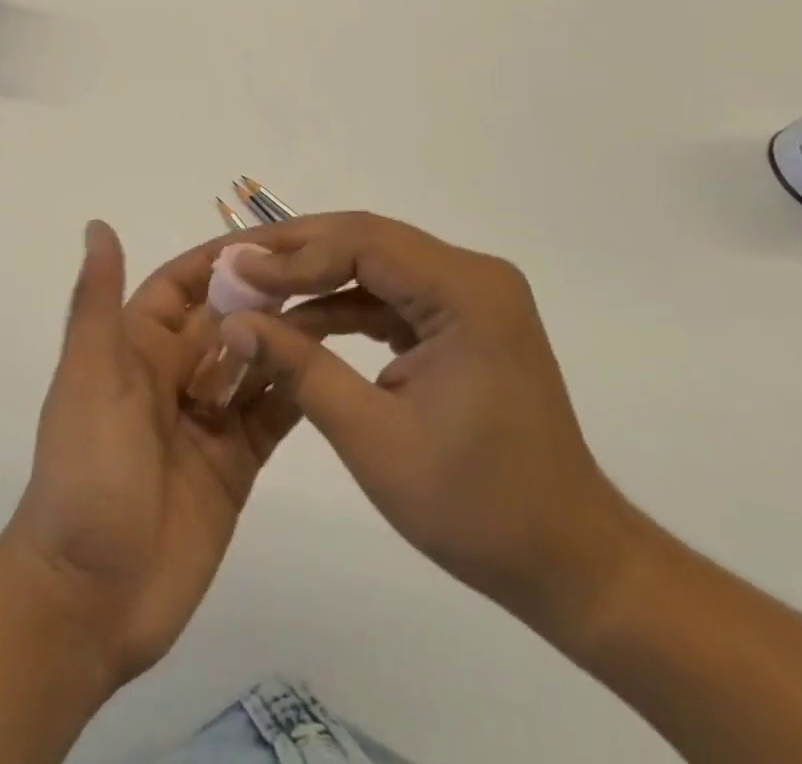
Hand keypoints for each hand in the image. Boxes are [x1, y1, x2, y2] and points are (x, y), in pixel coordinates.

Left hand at [0, 222, 303, 688]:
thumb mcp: (90, 376)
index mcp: (137, 347)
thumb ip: (98, 302)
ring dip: (288, 339)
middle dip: (266, 295)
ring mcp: (207, 420)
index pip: (183, 284)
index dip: (221, 258)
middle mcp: (174, 375)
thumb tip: (97, 224)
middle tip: (329, 272)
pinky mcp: (234, 465)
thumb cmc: (86, 471)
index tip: (273, 238)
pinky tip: (334, 370)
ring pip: (254, 363)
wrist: (89, 598)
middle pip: (226, 320)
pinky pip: (270, 416)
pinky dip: (297, 392)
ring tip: (344, 311)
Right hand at [220, 213, 645, 640]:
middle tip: (235, 266)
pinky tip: (297, 321)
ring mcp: (470, 296)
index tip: (235, 272)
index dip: (293, 255)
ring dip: (314, 277)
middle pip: (367, 240)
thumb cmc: (476, 507)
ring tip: (254, 289)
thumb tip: (234, 322)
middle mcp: (472, 276)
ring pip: (373, 263)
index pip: (362, 243)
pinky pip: (389, 294)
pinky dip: (342, 305)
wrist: (567, 561)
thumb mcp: (373, 437)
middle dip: (296, 253)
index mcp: (466, 293)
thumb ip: (299, 368)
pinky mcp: (460, 319)